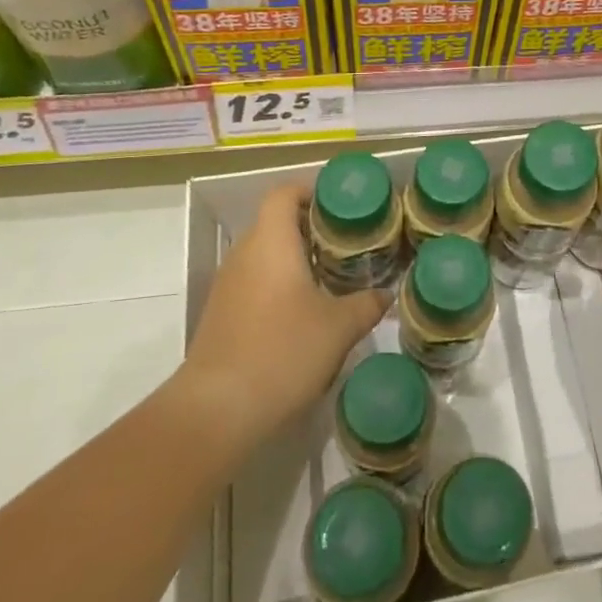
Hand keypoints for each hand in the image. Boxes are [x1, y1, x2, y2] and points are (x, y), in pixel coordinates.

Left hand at [179, 181, 385, 459]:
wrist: (217, 410)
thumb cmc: (283, 352)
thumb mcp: (339, 328)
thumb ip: (366, 304)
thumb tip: (384, 295)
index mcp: (271, 242)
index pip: (284, 194)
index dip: (310, 191)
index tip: (339, 206)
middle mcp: (245, 254)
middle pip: (275, 223)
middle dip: (310, 228)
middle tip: (346, 244)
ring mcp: (228, 285)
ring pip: (264, 255)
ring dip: (294, 259)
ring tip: (330, 277)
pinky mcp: (221, 315)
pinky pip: (254, 283)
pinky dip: (278, 286)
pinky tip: (302, 314)